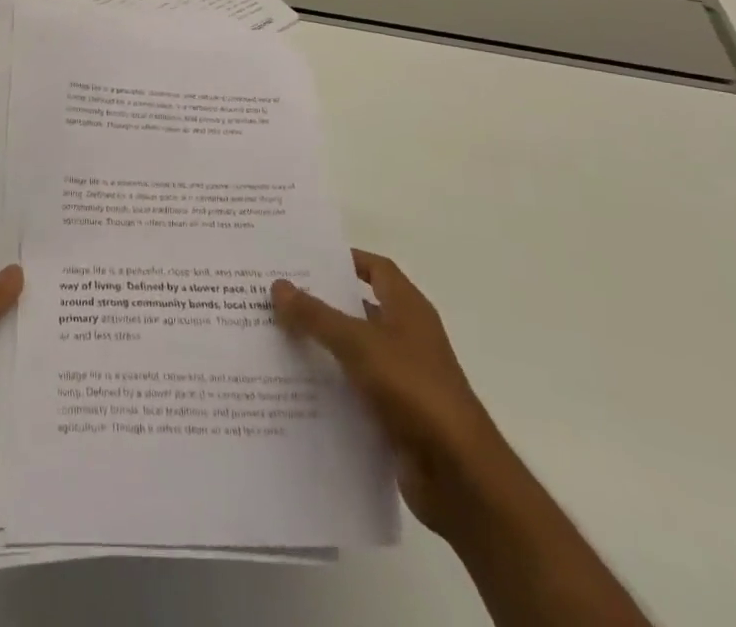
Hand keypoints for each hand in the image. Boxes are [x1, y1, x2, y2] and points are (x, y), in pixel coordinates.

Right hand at [272, 250, 502, 527]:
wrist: (460, 475)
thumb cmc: (414, 389)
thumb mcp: (359, 344)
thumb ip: (317, 315)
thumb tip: (278, 285)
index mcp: (408, 309)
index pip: (376, 269)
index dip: (344, 260)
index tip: (304, 259)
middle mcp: (407, 337)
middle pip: (359, 309)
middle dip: (322, 303)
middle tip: (276, 296)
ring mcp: (403, 379)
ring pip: (354, 352)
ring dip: (322, 347)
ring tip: (275, 338)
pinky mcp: (396, 416)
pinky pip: (355, 391)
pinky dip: (330, 388)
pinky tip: (294, 388)